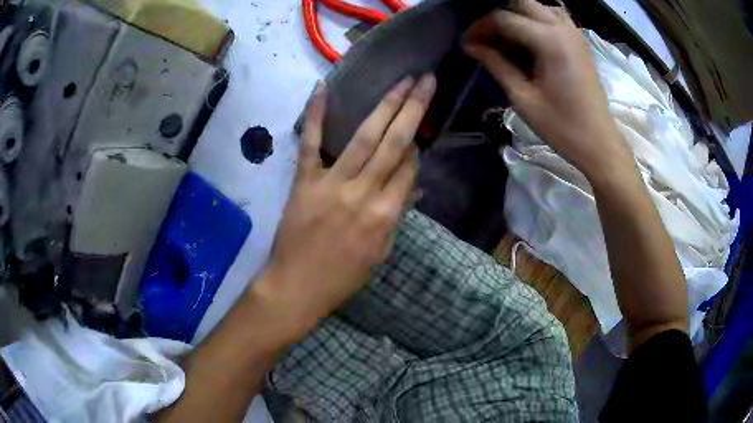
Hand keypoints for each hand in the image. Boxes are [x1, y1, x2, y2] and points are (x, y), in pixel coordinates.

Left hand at [255, 74, 436, 337]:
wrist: (296, 287)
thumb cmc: (341, 278)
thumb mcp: (380, 253)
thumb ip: (395, 216)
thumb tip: (410, 186)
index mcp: (385, 215)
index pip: (408, 168)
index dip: (416, 145)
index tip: (420, 125)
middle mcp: (363, 193)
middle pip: (395, 143)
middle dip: (414, 108)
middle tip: (426, 80)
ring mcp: (332, 184)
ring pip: (364, 138)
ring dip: (386, 105)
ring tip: (402, 81)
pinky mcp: (304, 181)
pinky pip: (310, 144)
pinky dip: (315, 115)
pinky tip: (322, 88)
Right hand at [463, 0, 632, 179]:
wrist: (599, 142)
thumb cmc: (562, 126)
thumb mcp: (523, 97)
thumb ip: (495, 64)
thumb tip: (470, 45)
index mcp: (548, 40)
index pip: (502, 18)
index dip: (479, 28)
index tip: (467, 44)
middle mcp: (561, 27)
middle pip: (520, 2)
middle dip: (497, 15)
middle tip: (485, 37)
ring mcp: (573, 31)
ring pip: (537, 5)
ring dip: (516, 14)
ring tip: (505, 37)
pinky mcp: (579, 40)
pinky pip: (552, 15)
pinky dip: (535, 19)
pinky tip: (528, 38)